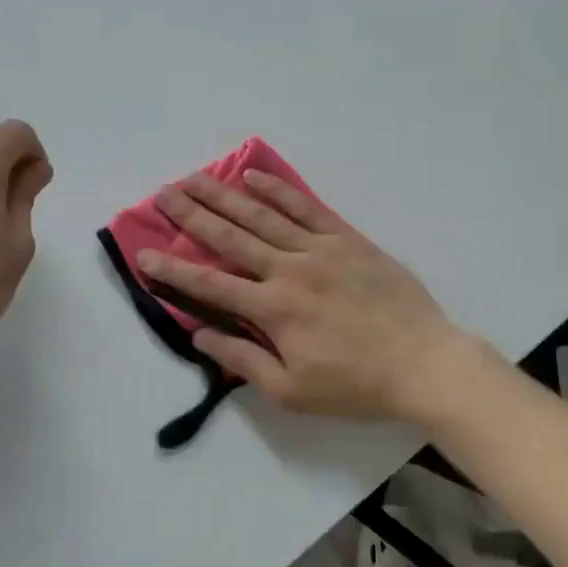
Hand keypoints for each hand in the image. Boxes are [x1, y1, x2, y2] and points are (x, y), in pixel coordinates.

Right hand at [137, 169, 469, 421]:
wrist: (423, 362)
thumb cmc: (356, 385)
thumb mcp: (292, 390)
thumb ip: (243, 360)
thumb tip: (201, 335)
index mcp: (273, 310)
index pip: (210, 285)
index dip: (173, 268)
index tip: (144, 252)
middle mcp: (289, 270)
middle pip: (231, 237)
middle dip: (192, 215)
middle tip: (163, 194)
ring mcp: (319, 249)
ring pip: (262, 215)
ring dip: (224, 196)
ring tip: (195, 178)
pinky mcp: (347, 239)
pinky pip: (305, 207)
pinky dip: (277, 189)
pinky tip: (253, 176)